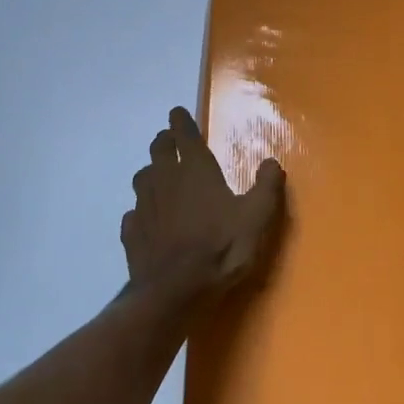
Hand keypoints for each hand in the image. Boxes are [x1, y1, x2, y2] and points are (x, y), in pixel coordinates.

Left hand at [122, 106, 285, 301]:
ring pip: (142, 177)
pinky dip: (141, 210)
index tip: (177, 112)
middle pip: (158, 149)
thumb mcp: (257, 217)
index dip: (181, 121)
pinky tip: (148, 220)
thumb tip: (272, 161)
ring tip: (160, 177)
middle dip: (165, 141)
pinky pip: (133, 213)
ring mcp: (144, 205)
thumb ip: (266, 186)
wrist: (175, 291)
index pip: (184, 134)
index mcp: (195, 170)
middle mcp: (165, 179)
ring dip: (151, 172)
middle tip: (170, 140)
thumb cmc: (221, 248)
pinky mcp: (131, 232)